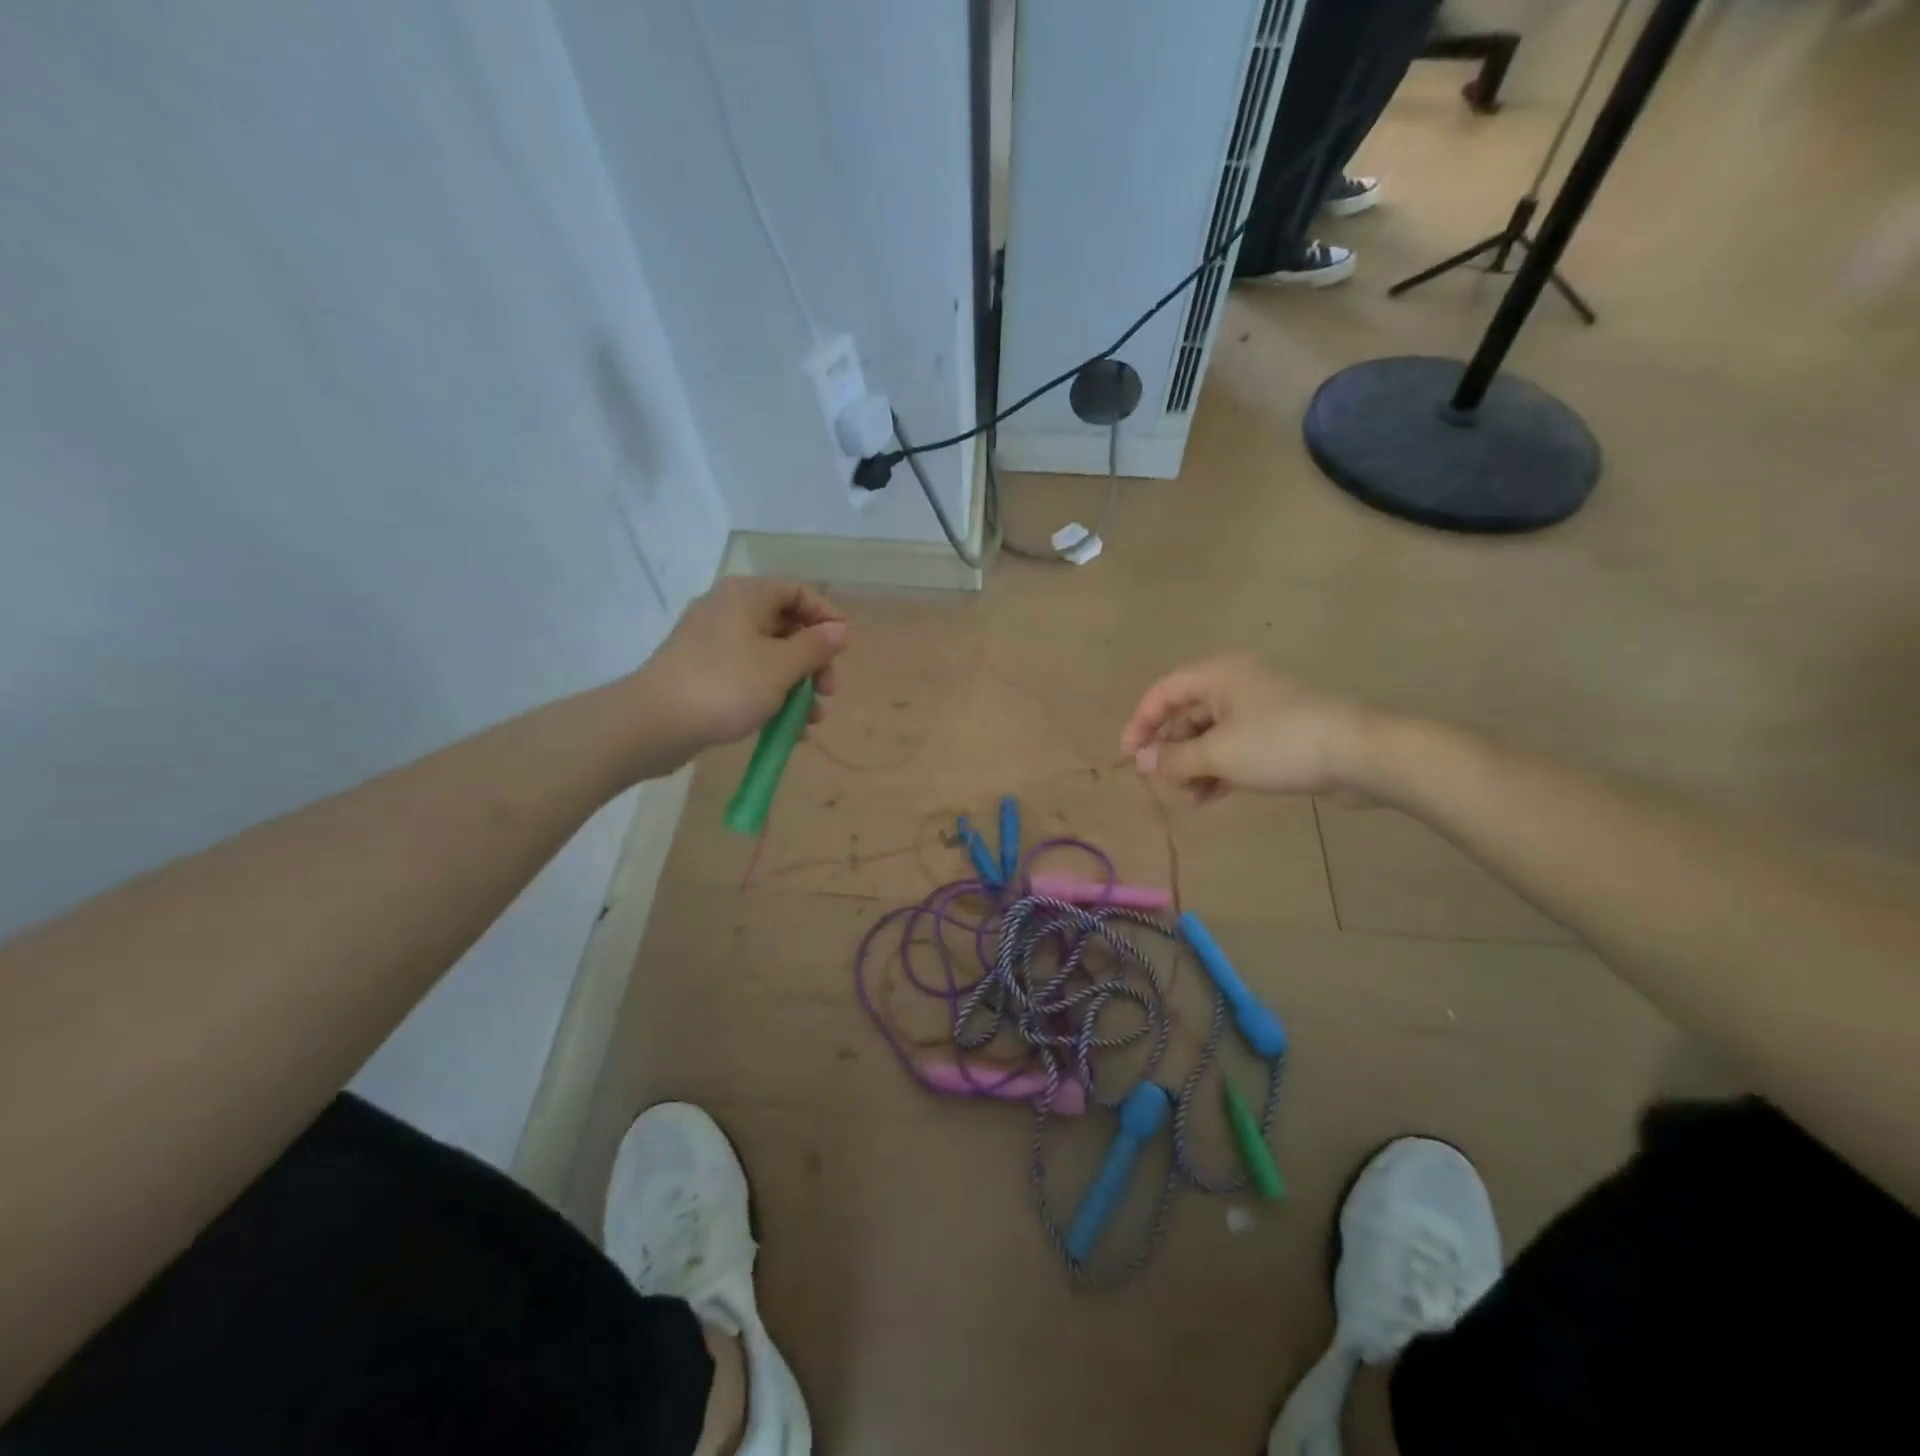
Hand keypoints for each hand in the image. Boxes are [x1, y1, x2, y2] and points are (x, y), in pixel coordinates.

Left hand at [639, 577, 847, 754]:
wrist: (653, 724)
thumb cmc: (725, 686)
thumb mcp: (780, 667)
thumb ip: (815, 647)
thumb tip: (840, 630)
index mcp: (746, 596)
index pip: (798, 591)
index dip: (826, 616)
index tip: (843, 649)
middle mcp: (728, 611)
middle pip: (786, 625)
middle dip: (814, 660)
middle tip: (829, 691)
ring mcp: (712, 644)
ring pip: (769, 657)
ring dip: (797, 686)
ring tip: (812, 720)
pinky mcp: (703, 673)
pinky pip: (748, 677)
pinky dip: (771, 697)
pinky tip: (789, 730)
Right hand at [1119, 656, 1378, 802]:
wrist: (1360, 755)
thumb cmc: (1279, 743)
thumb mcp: (1217, 753)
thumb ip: (1173, 758)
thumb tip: (1141, 760)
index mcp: (1217, 676)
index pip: (1163, 693)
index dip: (1140, 723)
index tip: (1129, 758)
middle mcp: (1234, 686)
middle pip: (1185, 715)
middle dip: (1170, 751)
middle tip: (1162, 783)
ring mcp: (1257, 711)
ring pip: (1209, 736)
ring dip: (1192, 766)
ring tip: (1189, 798)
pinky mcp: (1276, 736)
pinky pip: (1233, 750)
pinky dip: (1217, 770)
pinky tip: (1209, 797)